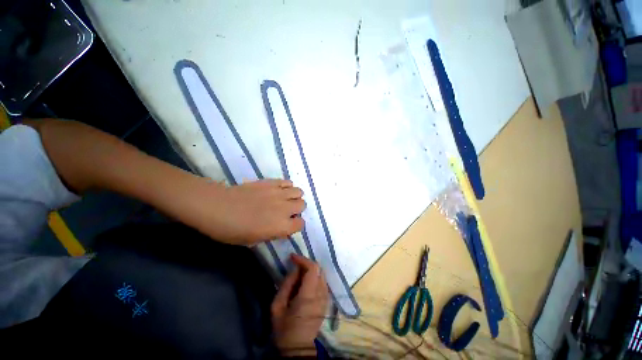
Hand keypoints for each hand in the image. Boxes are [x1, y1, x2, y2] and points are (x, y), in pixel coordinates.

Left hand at [207, 179, 304, 244]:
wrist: (217, 207)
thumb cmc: (231, 230)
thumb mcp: (253, 241)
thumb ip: (272, 234)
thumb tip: (280, 228)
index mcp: (281, 226)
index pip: (301, 224)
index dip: (295, 225)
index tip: (287, 225)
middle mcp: (285, 208)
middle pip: (303, 205)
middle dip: (296, 209)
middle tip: (285, 212)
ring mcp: (279, 193)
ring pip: (299, 191)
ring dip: (294, 197)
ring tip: (283, 200)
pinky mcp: (272, 182)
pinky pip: (288, 182)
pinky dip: (286, 187)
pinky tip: (278, 191)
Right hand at [271, 254, 328, 356]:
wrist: (298, 349)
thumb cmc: (284, 329)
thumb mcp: (277, 307)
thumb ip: (287, 285)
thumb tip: (295, 269)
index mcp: (309, 296)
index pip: (313, 268)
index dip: (303, 259)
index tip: (292, 257)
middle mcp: (321, 294)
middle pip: (319, 269)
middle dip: (306, 263)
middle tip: (295, 266)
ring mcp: (326, 298)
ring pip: (322, 274)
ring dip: (311, 270)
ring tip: (299, 274)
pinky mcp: (326, 301)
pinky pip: (323, 282)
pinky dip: (315, 277)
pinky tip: (305, 283)